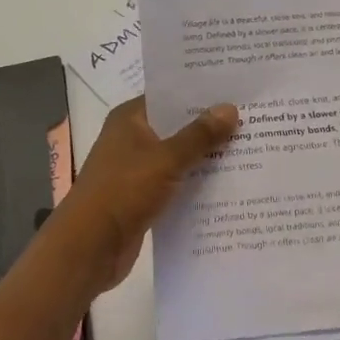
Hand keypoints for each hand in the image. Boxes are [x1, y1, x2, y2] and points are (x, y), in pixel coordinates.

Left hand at [52, 97, 237, 295]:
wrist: (88, 250)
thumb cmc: (123, 192)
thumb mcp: (166, 159)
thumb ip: (199, 135)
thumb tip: (230, 108)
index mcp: (130, 118)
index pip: (170, 94)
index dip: (201, 92)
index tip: (236, 89)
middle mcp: (132, 138)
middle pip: (177, 125)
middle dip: (210, 125)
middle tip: (251, 117)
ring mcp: (136, 169)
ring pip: (178, 155)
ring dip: (205, 156)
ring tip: (248, 148)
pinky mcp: (143, 197)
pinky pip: (176, 181)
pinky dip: (196, 182)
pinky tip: (228, 183)